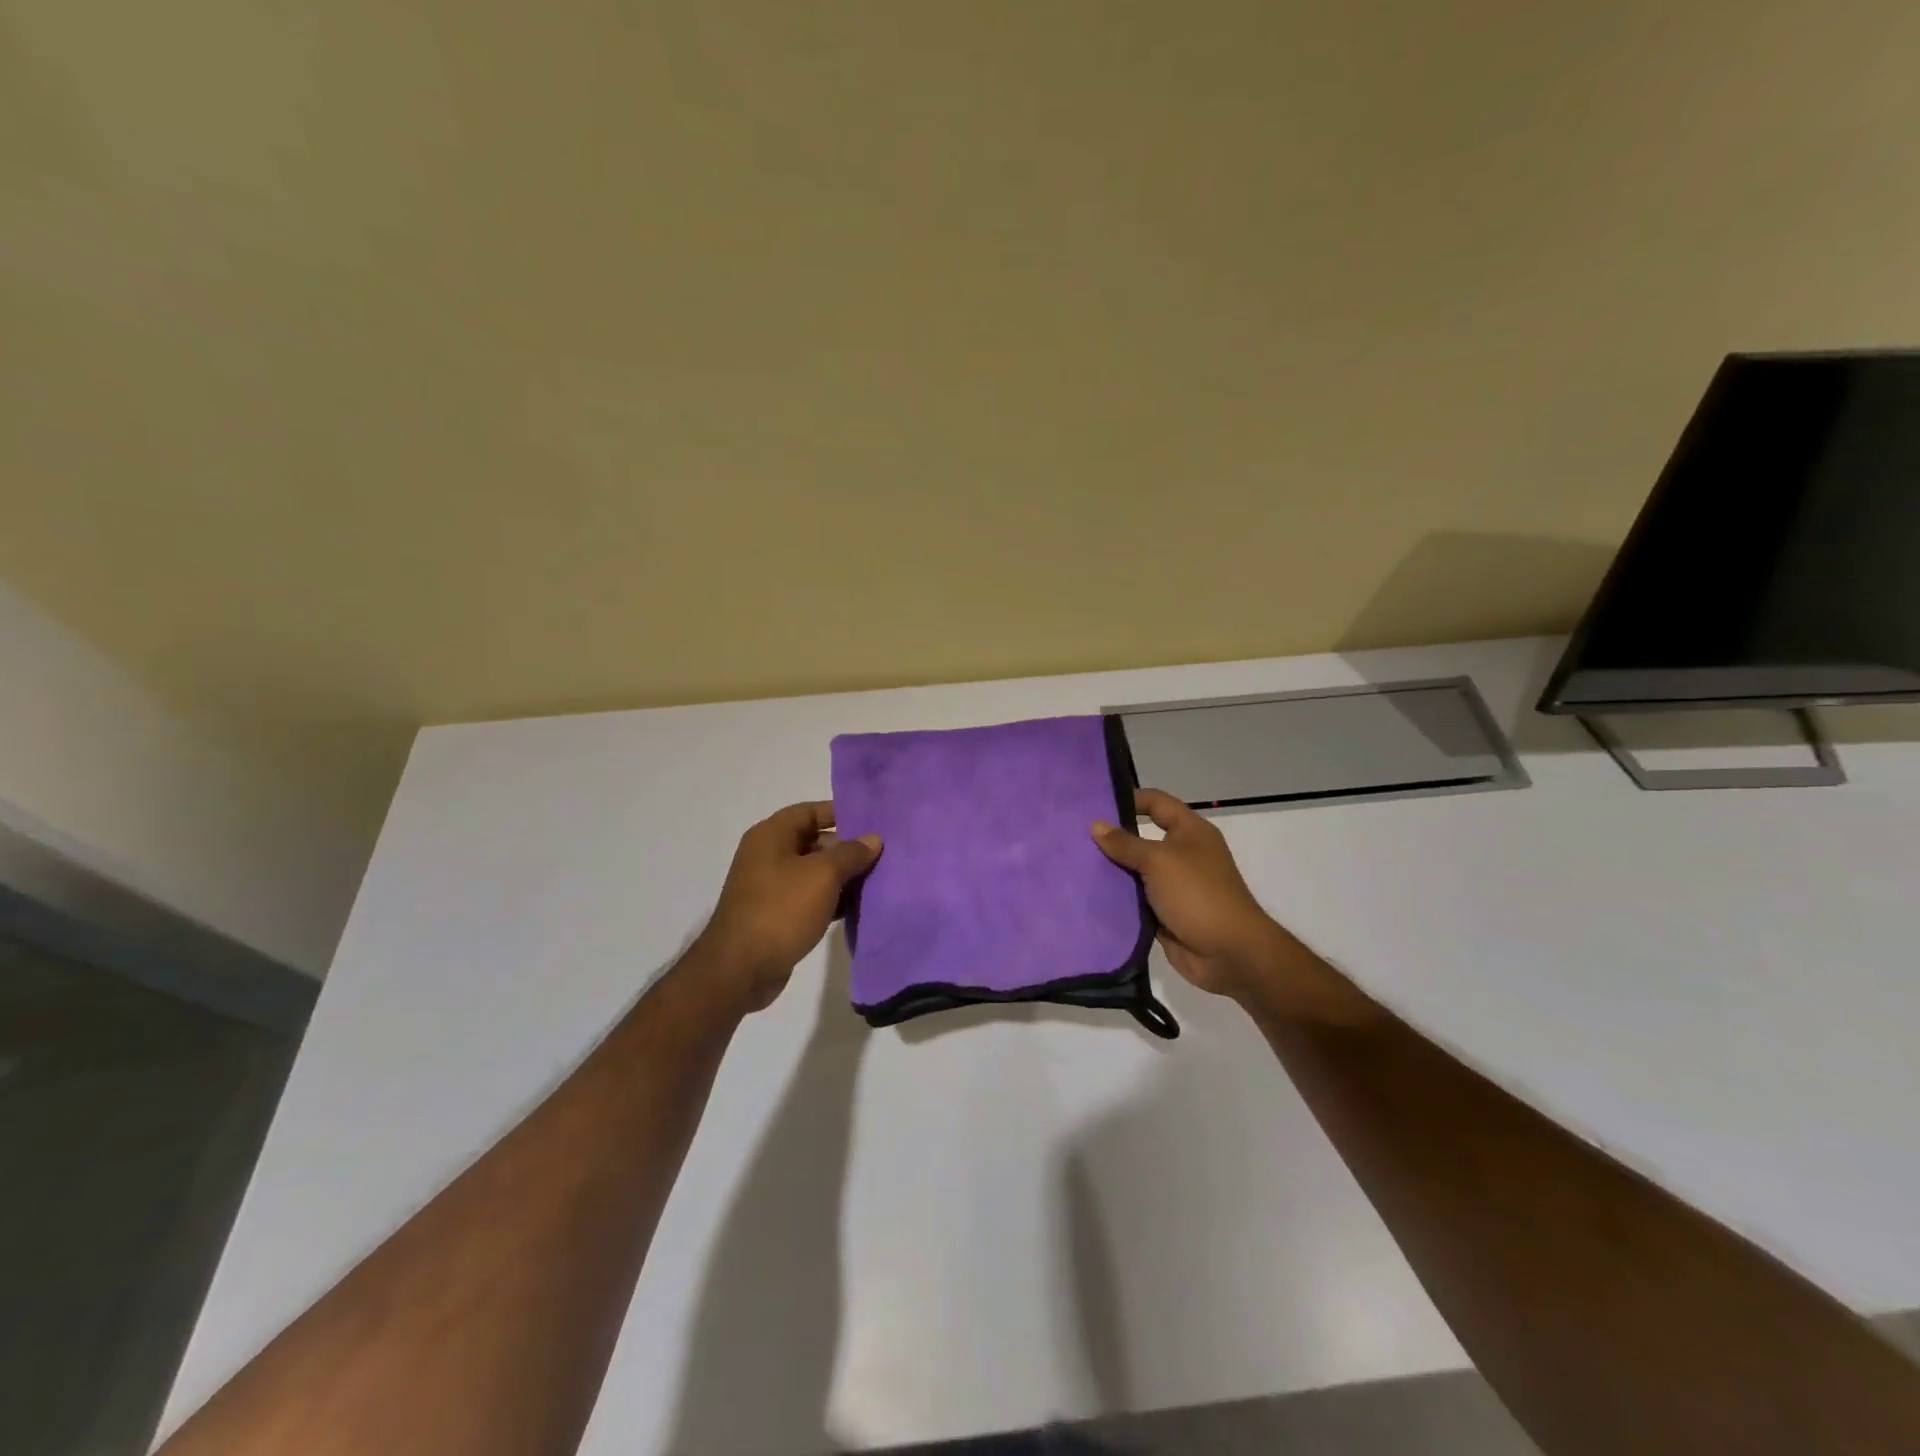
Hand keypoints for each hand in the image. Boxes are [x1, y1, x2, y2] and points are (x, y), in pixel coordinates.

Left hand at [695, 801, 881, 1011]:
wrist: (740, 969)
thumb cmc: (781, 909)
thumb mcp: (823, 875)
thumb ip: (850, 853)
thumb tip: (872, 839)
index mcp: (771, 835)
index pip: (811, 811)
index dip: (841, 813)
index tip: (873, 823)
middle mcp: (768, 855)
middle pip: (814, 840)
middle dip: (847, 848)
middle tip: (882, 855)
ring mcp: (771, 886)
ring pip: (814, 872)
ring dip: (842, 876)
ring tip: (878, 880)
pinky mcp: (776, 914)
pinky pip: (809, 897)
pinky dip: (831, 899)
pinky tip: (857, 907)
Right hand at [1091, 788, 1292, 999]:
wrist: (1229, 953)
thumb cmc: (1197, 894)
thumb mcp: (1158, 861)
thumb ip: (1125, 844)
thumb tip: (1096, 824)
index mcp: (1190, 832)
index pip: (1156, 803)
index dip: (1129, 799)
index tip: (1095, 804)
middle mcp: (1183, 854)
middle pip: (1142, 838)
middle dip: (1112, 838)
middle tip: (1074, 836)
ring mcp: (1174, 885)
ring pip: (1136, 871)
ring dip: (1111, 870)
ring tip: (1073, 863)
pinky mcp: (1165, 913)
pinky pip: (1136, 900)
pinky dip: (1117, 898)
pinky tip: (1088, 894)